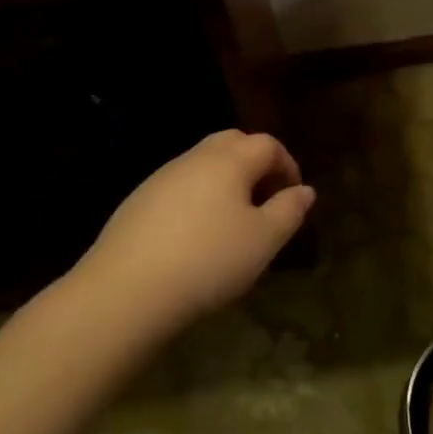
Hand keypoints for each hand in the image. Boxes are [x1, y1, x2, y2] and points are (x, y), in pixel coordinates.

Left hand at [76, 130, 314, 334]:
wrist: (128, 289)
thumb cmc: (209, 260)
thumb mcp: (263, 240)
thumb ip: (288, 211)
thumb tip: (304, 190)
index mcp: (228, 160)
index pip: (267, 144)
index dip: (287, 166)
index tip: (294, 198)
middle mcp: (193, 158)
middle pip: (231, 144)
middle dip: (255, 165)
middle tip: (266, 201)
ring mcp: (160, 178)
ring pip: (202, 165)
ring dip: (226, 183)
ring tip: (234, 223)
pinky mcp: (137, 202)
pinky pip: (179, 188)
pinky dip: (198, 200)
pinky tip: (197, 237)